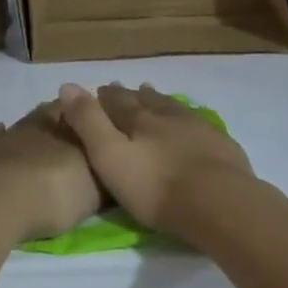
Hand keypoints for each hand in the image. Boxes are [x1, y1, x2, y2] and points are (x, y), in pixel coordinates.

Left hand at [0, 101, 101, 241]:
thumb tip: (116, 166)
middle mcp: (41, 126)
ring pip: (26, 122)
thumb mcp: (93, 193)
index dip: (95, 118)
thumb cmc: (53, 194)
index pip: (88, 114)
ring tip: (43, 131)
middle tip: (74, 126)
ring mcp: (7, 136)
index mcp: (71, 131)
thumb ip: (105, 177)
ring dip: (36, 126)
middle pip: (56, 112)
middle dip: (66, 117)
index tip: (103, 123)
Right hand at [56, 83, 255, 234]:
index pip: (118, 102)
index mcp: (139, 119)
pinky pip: (197, 121)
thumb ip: (89, 123)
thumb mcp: (110, 156)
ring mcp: (198, 127)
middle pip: (146, 100)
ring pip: (173, 107)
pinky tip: (189, 121)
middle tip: (124, 90)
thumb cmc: (155, 187)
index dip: (106, 97)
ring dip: (159, 101)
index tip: (99, 90)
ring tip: (152, 95)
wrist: (218, 202)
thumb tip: (67, 85)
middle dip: (132, 96)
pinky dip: (186, 117)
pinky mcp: (220, 144)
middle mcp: (168, 115)